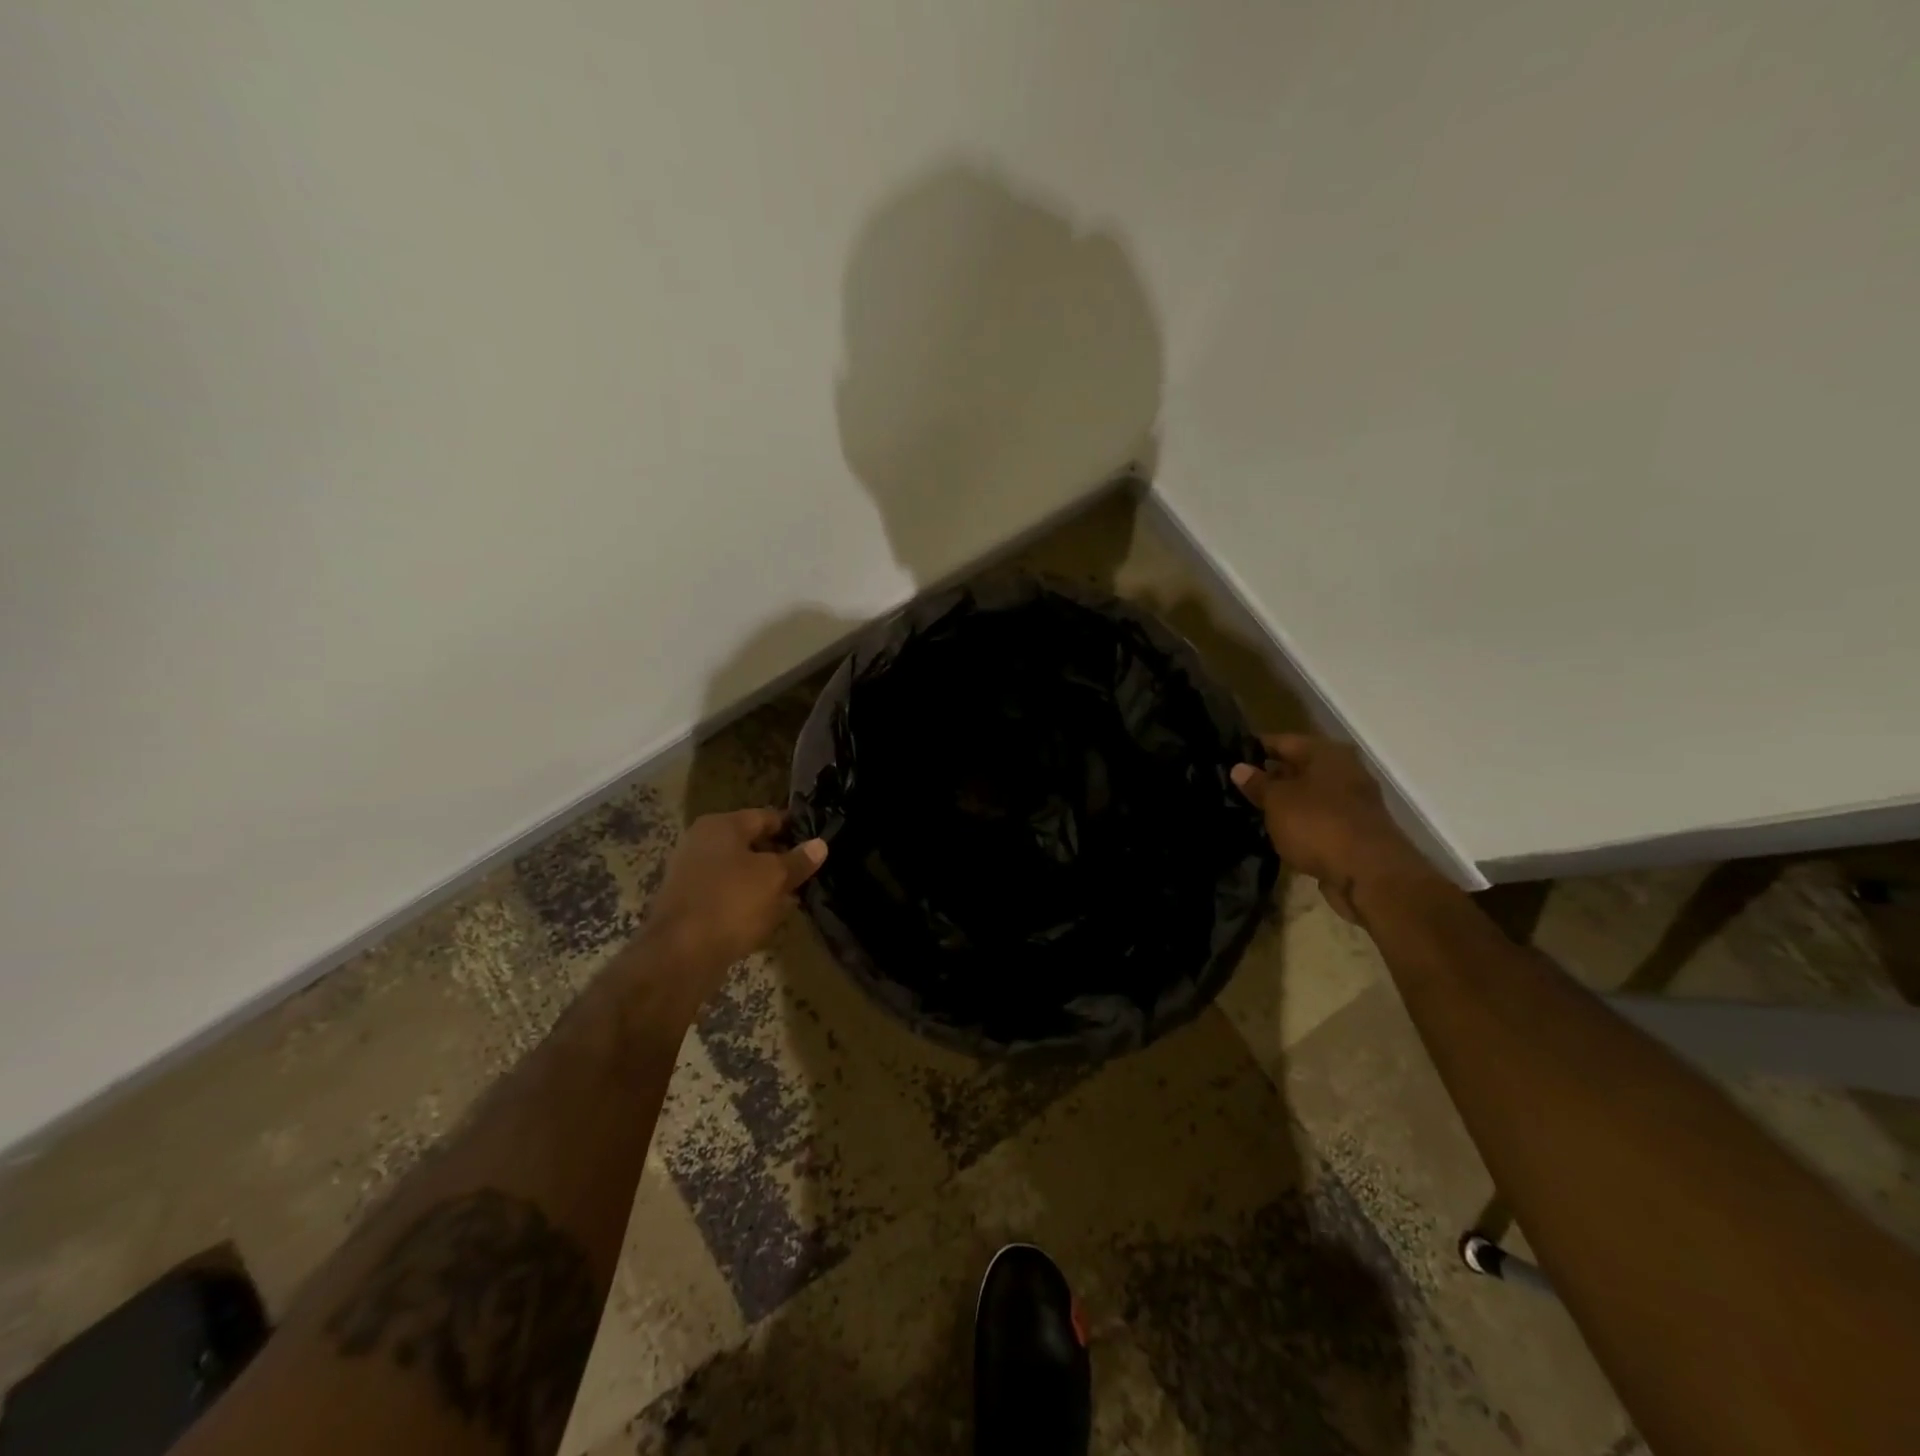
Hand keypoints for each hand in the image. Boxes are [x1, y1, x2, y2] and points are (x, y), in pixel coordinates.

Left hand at [645, 809, 827, 974]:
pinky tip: (766, 918)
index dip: (792, 827)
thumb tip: (820, 844)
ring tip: (791, 898)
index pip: (765, 817)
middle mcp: (701, 843)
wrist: (679, 955)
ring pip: (739, 873)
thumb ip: (798, 860)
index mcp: (721, 826)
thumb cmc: (731, 902)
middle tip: (806, 872)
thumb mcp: (775, 878)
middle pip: (750, 845)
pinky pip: (726, 896)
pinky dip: (746, 903)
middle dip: (778, 859)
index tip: (815, 840)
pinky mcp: (688, 905)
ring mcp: (691, 874)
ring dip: (764, 884)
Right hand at [1231, 734, 1433, 922]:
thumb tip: (1239, 768)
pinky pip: (1317, 820)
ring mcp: (1352, 803)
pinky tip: (1274, 833)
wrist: (1369, 875)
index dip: (1253, 748)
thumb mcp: (1277, 801)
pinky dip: (1298, 825)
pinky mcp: (1353, 832)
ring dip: (1283, 803)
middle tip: (1234, 786)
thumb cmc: (1318, 824)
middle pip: (1298, 767)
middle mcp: (1344, 771)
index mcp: (1327, 753)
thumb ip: (1257, 783)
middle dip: (1269, 777)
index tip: (1228, 758)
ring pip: (1307, 796)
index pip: (1282, 741)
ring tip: (1248, 811)